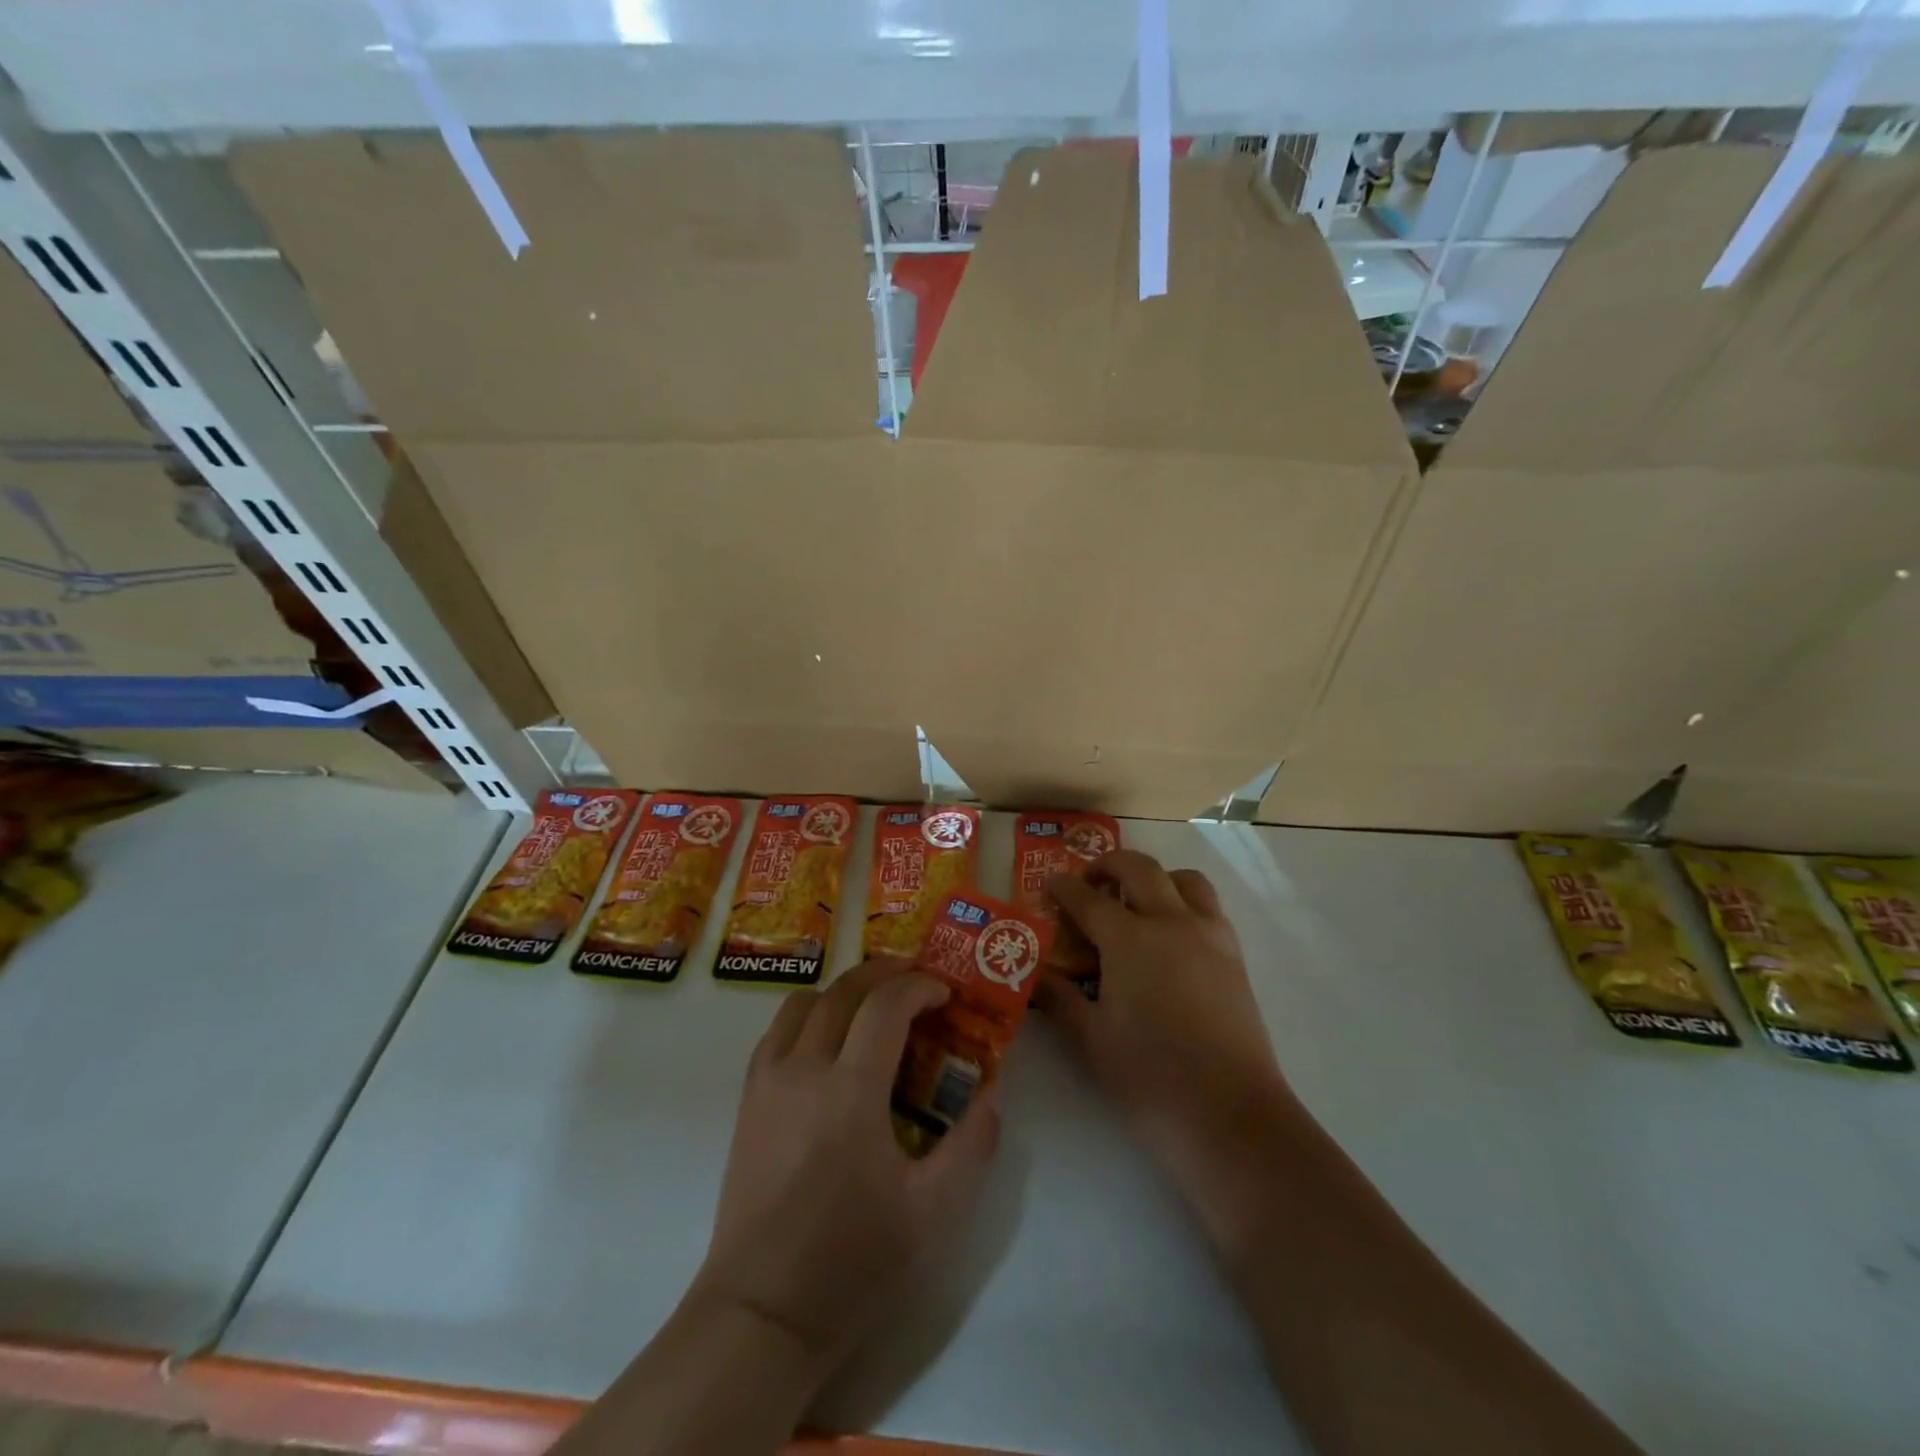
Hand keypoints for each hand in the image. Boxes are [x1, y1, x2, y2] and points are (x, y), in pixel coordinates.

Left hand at [693, 958, 1001, 1372]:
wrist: (762, 1311)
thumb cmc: (852, 1261)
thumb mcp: (932, 1212)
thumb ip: (972, 1145)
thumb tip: (993, 1093)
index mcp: (850, 1092)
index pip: (886, 1005)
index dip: (920, 987)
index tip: (945, 994)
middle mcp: (804, 1069)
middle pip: (844, 990)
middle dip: (885, 973)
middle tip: (917, 981)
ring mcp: (768, 1080)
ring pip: (805, 1001)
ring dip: (845, 990)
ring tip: (874, 1007)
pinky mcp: (748, 1098)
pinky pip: (778, 1030)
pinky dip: (810, 1015)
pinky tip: (831, 1041)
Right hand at [1037, 851, 1295, 1193]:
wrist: (1230, 1115)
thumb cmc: (1150, 1077)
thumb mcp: (1090, 1040)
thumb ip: (1058, 999)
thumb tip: (1035, 976)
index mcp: (1130, 939)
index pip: (1087, 898)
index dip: (1063, 888)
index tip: (1049, 885)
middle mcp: (1171, 922)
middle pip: (1138, 868)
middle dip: (1108, 865)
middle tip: (1089, 882)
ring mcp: (1209, 936)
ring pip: (1183, 879)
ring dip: (1154, 877)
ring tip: (1136, 901)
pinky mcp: (1234, 956)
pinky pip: (1208, 907)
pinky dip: (1184, 902)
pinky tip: (1170, 937)